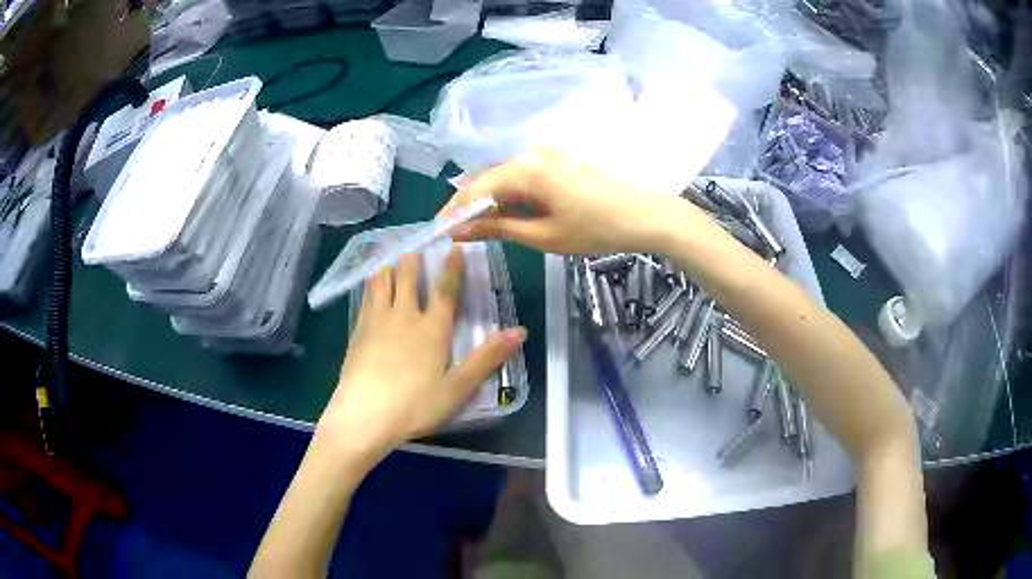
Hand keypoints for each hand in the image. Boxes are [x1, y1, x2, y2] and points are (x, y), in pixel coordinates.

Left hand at [318, 249, 525, 460]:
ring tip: (392, 256)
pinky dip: (371, 283)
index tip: (454, 248)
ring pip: (383, 280)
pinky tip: (371, 284)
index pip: (446, 289)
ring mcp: (377, 320)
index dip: (452, 267)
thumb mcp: (458, 387)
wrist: (365, 415)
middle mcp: (405, 315)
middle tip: (417, 245)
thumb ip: (488, 357)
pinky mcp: (358, 330)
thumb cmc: (417, 404)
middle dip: (414, 259)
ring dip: (390, 265)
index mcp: (433, 328)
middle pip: (409, 277)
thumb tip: (520, 331)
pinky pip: (366, 296)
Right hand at [440, 147, 691, 254]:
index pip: (476, 188)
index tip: (439, 232)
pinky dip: (511, 195)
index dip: (454, 211)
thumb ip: (498, 228)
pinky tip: (509, 215)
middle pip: (487, 178)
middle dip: (470, 206)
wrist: (646, 216)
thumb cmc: (596, 229)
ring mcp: (547, 154)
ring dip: (491, 201)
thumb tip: (460, 230)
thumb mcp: (543, 235)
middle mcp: (532, 153)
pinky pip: (523, 175)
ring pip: (504, 177)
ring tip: (480, 229)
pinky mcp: (558, 160)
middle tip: (458, 234)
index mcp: (526, 169)